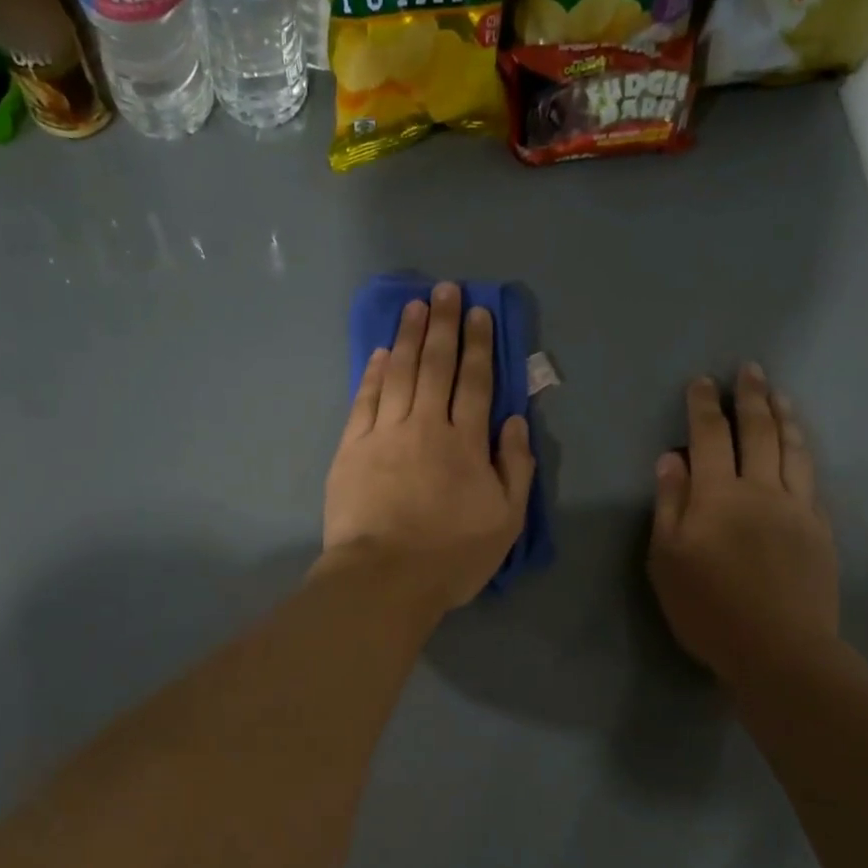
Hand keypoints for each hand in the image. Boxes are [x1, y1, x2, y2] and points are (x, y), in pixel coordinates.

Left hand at [322, 282, 535, 612]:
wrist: (384, 578)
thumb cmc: (451, 556)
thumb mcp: (506, 520)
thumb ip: (515, 467)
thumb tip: (515, 421)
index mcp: (466, 443)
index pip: (475, 382)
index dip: (478, 344)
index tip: (478, 311)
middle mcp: (426, 426)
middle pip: (436, 366)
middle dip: (442, 325)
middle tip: (444, 290)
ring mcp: (384, 434)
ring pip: (398, 373)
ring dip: (407, 337)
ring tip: (413, 305)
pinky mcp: (351, 449)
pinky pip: (364, 400)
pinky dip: (372, 373)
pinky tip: (378, 353)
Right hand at [649, 365, 838, 688]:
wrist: (779, 647)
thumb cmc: (707, 607)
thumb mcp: (666, 560)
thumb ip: (670, 505)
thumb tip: (670, 459)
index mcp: (718, 495)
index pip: (709, 438)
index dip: (704, 407)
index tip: (702, 382)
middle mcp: (761, 489)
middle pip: (758, 432)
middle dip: (751, 397)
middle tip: (750, 370)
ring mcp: (797, 507)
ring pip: (793, 448)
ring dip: (784, 416)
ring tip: (779, 395)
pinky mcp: (819, 529)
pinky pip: (811, 478)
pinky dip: (803, 453)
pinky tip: (801, 448)